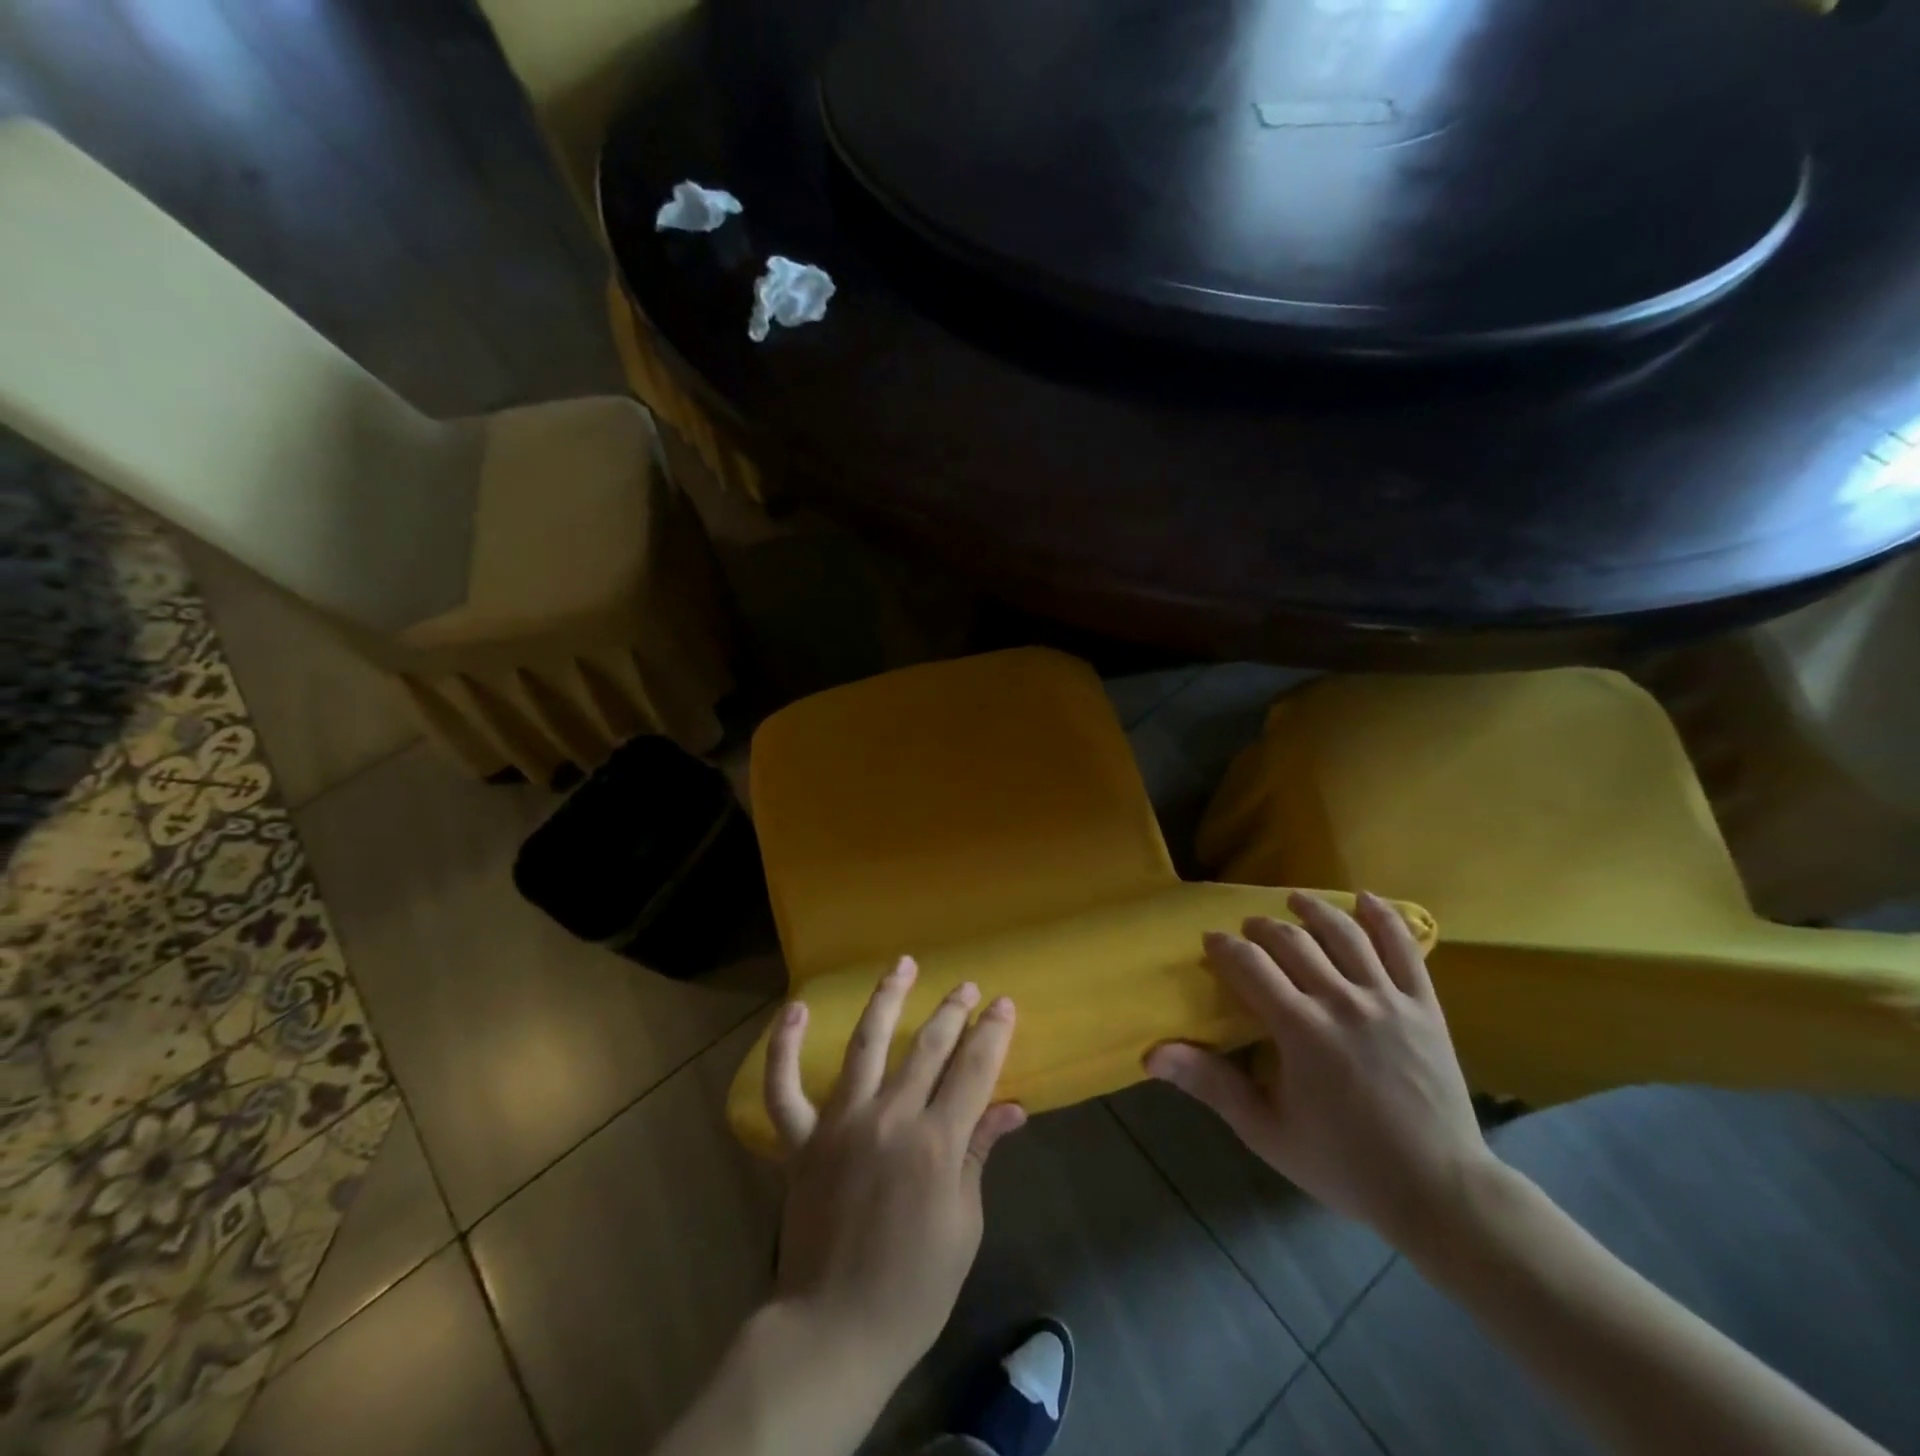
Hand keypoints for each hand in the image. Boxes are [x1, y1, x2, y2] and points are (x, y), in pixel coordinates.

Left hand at [763, 956, 1027, 1388]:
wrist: (834, 1328)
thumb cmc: (913, 1287)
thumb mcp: (963, 1225)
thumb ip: (978, 1155)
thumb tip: (1009, 1108)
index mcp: (936, 1143)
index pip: (974, 1070)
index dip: (992, 1033)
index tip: (1004, 1004)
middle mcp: (890, 1119)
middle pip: (928, 1048)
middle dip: (952, 1012)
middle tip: (966, 986)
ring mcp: (840, 1123)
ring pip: (865, 1046)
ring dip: (886, 1000)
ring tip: (902, 964)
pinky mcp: (802, 1140)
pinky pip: (784, 1088)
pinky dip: (783, 1047)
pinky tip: (793, 1009)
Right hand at [1145, 891, 1494, 1250]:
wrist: (1438, 1192)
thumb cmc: (1343, 1162)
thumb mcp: (1265, 1130)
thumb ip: (1210, 1084)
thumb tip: (1152, 1054)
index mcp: (1300, 1029)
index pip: (1249, 965)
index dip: (1224, 947)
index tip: (1211, 942)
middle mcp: (1341, 1001)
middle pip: (1292, 941)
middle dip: (1261, 928)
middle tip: (1247, 932)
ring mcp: (1387, 1000)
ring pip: (1344, 934)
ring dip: (1313, 910)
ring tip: (1295, 901)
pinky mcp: (1424, 1006)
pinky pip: (1404, 949)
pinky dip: (1383, 918)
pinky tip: (1364, 900)